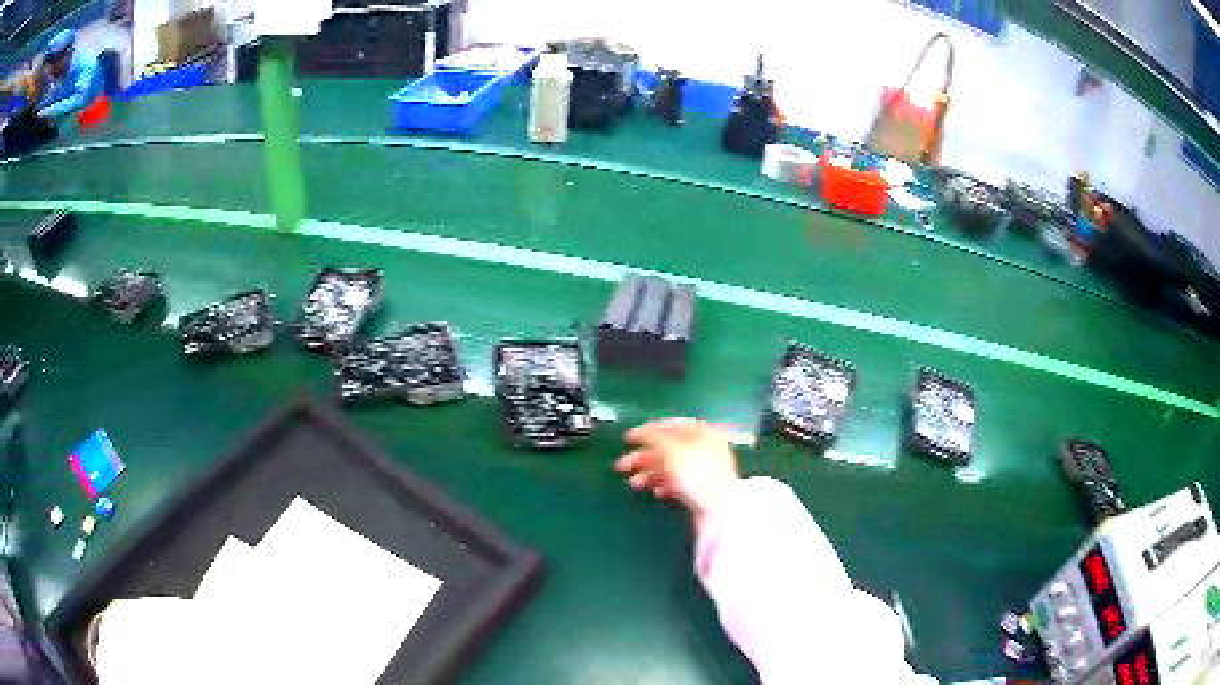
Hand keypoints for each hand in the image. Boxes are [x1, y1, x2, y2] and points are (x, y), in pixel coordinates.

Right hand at [615, 419, 740, 526]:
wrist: (719, 508)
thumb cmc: (697, 474)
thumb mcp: (671, 450)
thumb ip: (652, 438)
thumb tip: (638, 432)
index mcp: (702, 431)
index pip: (670, 425)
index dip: (646, 431)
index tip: (627, 439)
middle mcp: (705, 446)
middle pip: (668, 448)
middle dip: (643, 457)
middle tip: (621, 466)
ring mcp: (705, 468)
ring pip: (671, 467)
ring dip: (650, 474)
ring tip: (635, 484)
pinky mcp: (702, 488)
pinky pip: (679, 482)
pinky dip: (665, 485)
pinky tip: (657, 493)